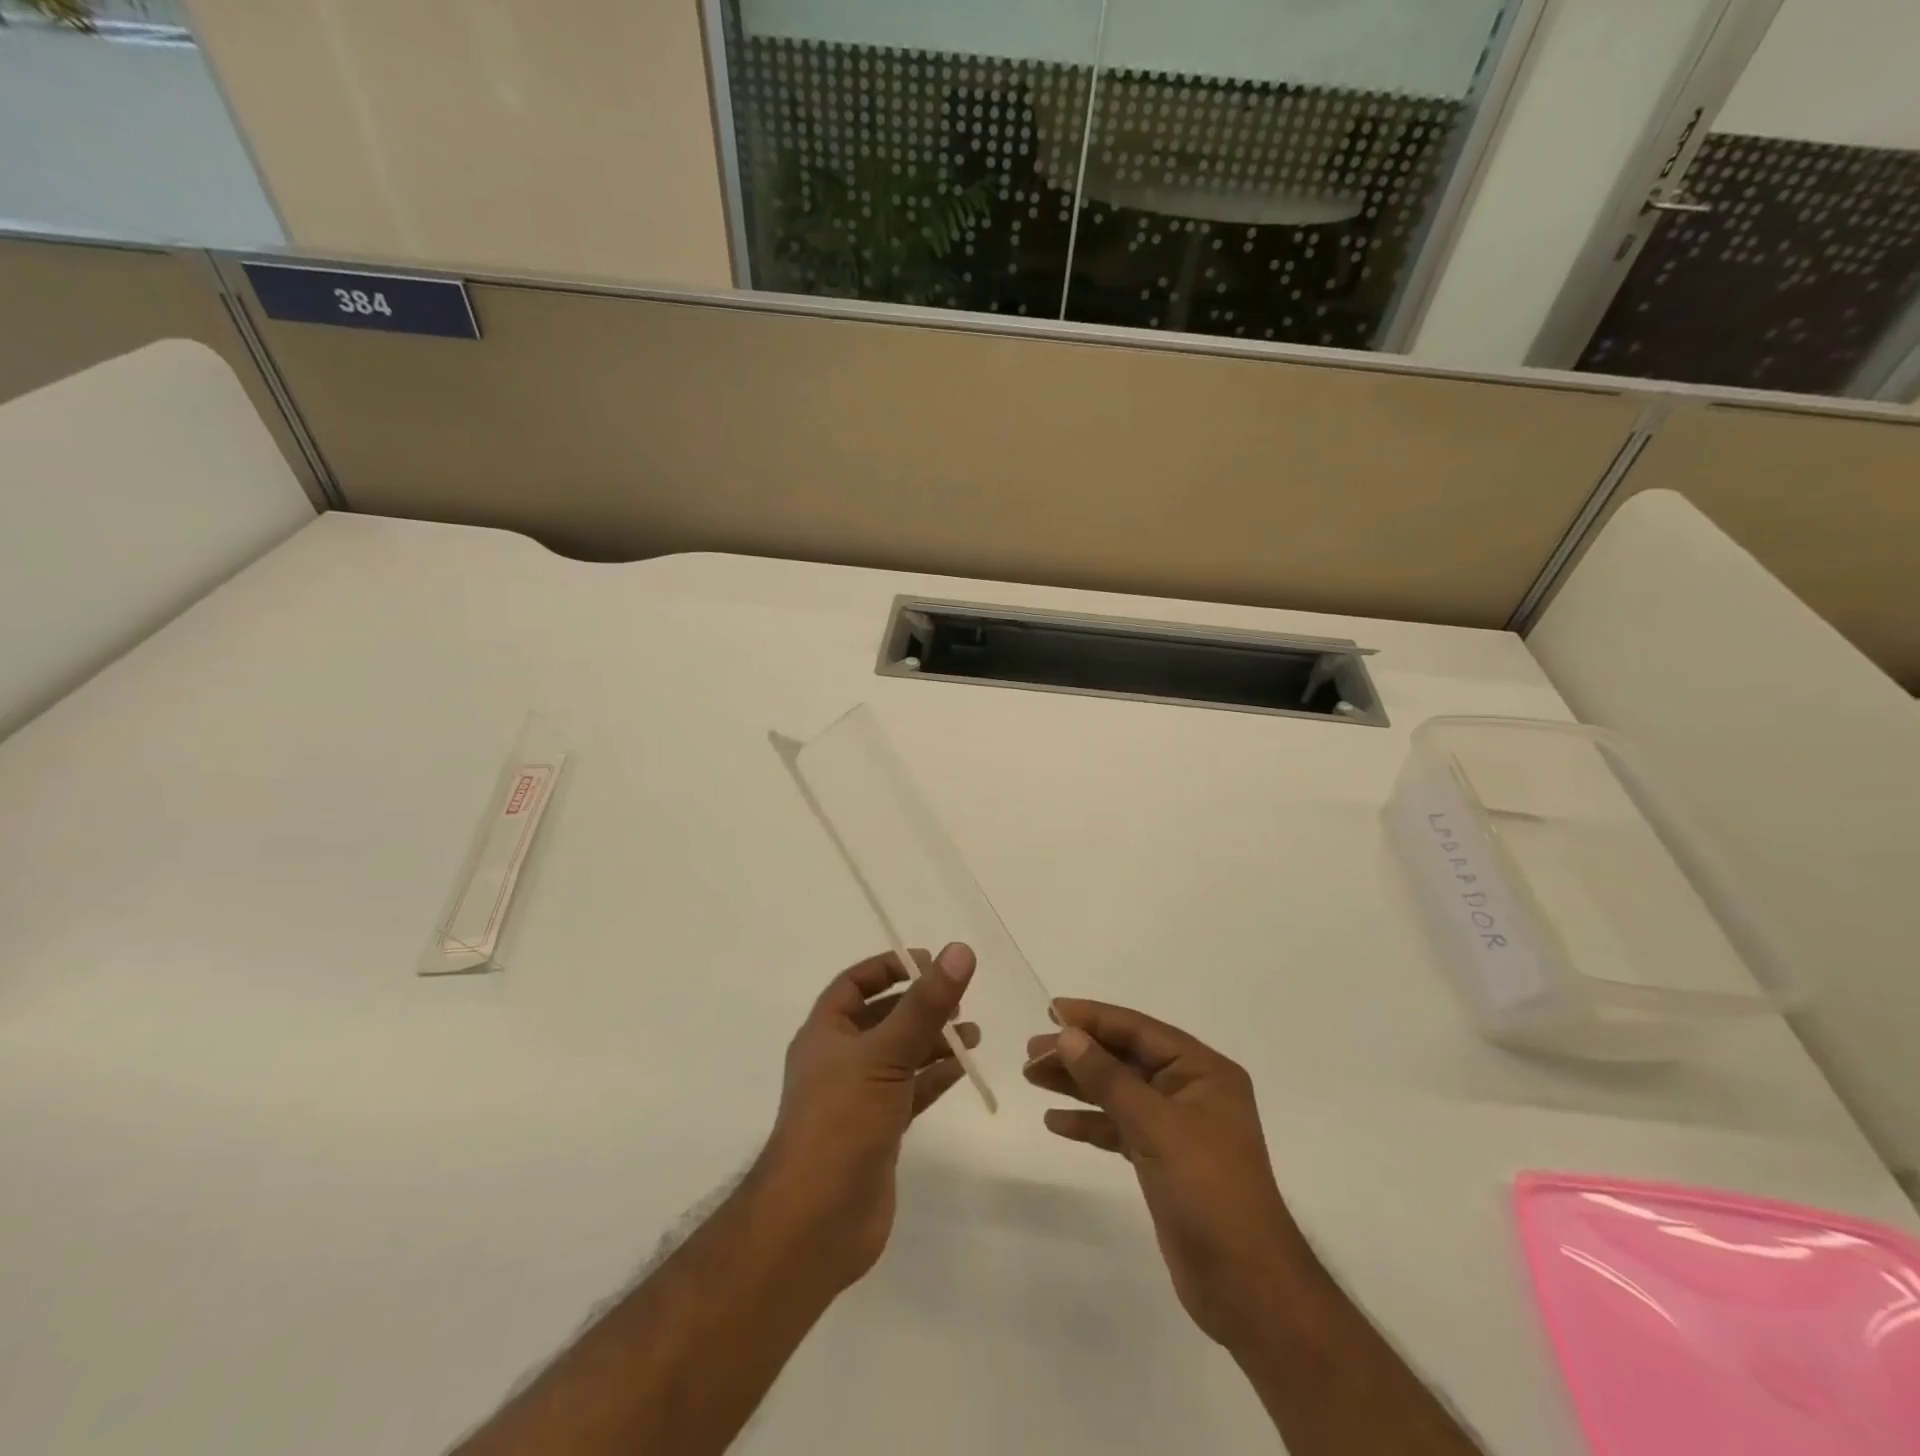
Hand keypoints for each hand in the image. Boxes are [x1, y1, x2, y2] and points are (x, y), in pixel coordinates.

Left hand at [753, 944, 977, 1292]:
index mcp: (825, 1033)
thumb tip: (959, 950)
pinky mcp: (878, 1131)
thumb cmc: (841, 1122)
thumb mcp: (886, 1054)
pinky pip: (910, 1091)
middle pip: (882, 1018)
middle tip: (959, 998)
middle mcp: (839, 1060)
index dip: (888, 968)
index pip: (854, 984)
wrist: (816, 1222)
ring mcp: (858, 1097)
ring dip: (933, 1041)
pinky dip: (934, 1077)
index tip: (928, 962)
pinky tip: (962, 1068)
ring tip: (973, 1033)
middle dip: (918, 1005)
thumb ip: (925, 1005)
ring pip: (899, 1055)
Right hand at [1024, 1000, 1312, 1350]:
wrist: (1245, 1285)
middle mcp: (1190, 1090)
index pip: (1139, 1030)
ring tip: (1032, 1077)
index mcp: (1202, 1070)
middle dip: (1079, 1053)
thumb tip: (1067, 1034)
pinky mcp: (1162, 1160)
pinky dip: (1089, 1122)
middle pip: (1125, 1059)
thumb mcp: (1155, 1125)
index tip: (1050, 1009)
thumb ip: (1108, 1077)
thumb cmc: (1207, 1189)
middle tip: (1031, 1052)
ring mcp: (1177, 1127)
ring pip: (1118, 1092)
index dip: (1094, 1018)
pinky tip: (1056, 1121)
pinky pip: (1119, 1127)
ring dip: (1078, 1084)